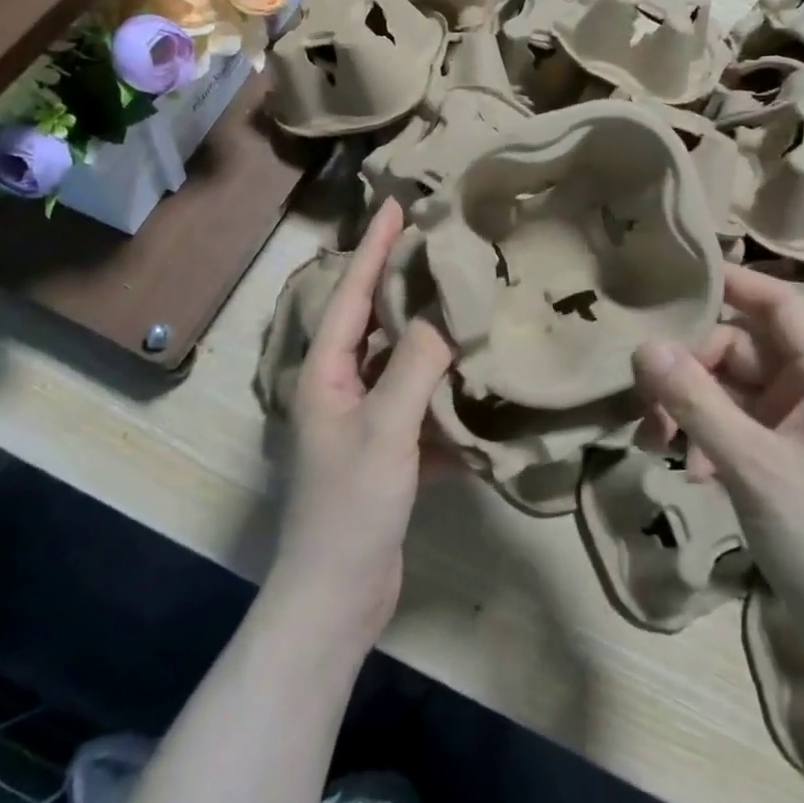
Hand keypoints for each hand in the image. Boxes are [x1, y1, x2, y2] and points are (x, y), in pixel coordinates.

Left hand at [270, 200, 453, 650]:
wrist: (336, 598)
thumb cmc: (351, 505)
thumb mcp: (386, 427)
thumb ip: (416, 363)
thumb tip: (446, 310)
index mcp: (324, 371)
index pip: (350, 292)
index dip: (374, 247)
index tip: (397, 204)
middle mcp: (338, 387)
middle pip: (374, 322)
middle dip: (402, 282)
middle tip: (441, 244)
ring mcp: (363, 421)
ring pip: (400, 364)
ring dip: (429, 336)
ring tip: (466, 299)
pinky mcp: (388, 452)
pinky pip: (419, 407)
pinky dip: (444, 393)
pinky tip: (480, 378)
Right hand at [633, 267, 803, 668]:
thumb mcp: (751, 465)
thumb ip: (695, 402)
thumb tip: (644, 345)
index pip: (780, 306)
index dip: (736, 283)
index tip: (681, 276)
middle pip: (739, 349)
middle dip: (691, 370)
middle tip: (649, 405)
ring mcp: (794, 427)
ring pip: (728, 389)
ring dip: (690, 407)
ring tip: (658, 443)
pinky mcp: (779, 458)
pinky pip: (731, 425)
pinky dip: (704, 437)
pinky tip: (691, 472)